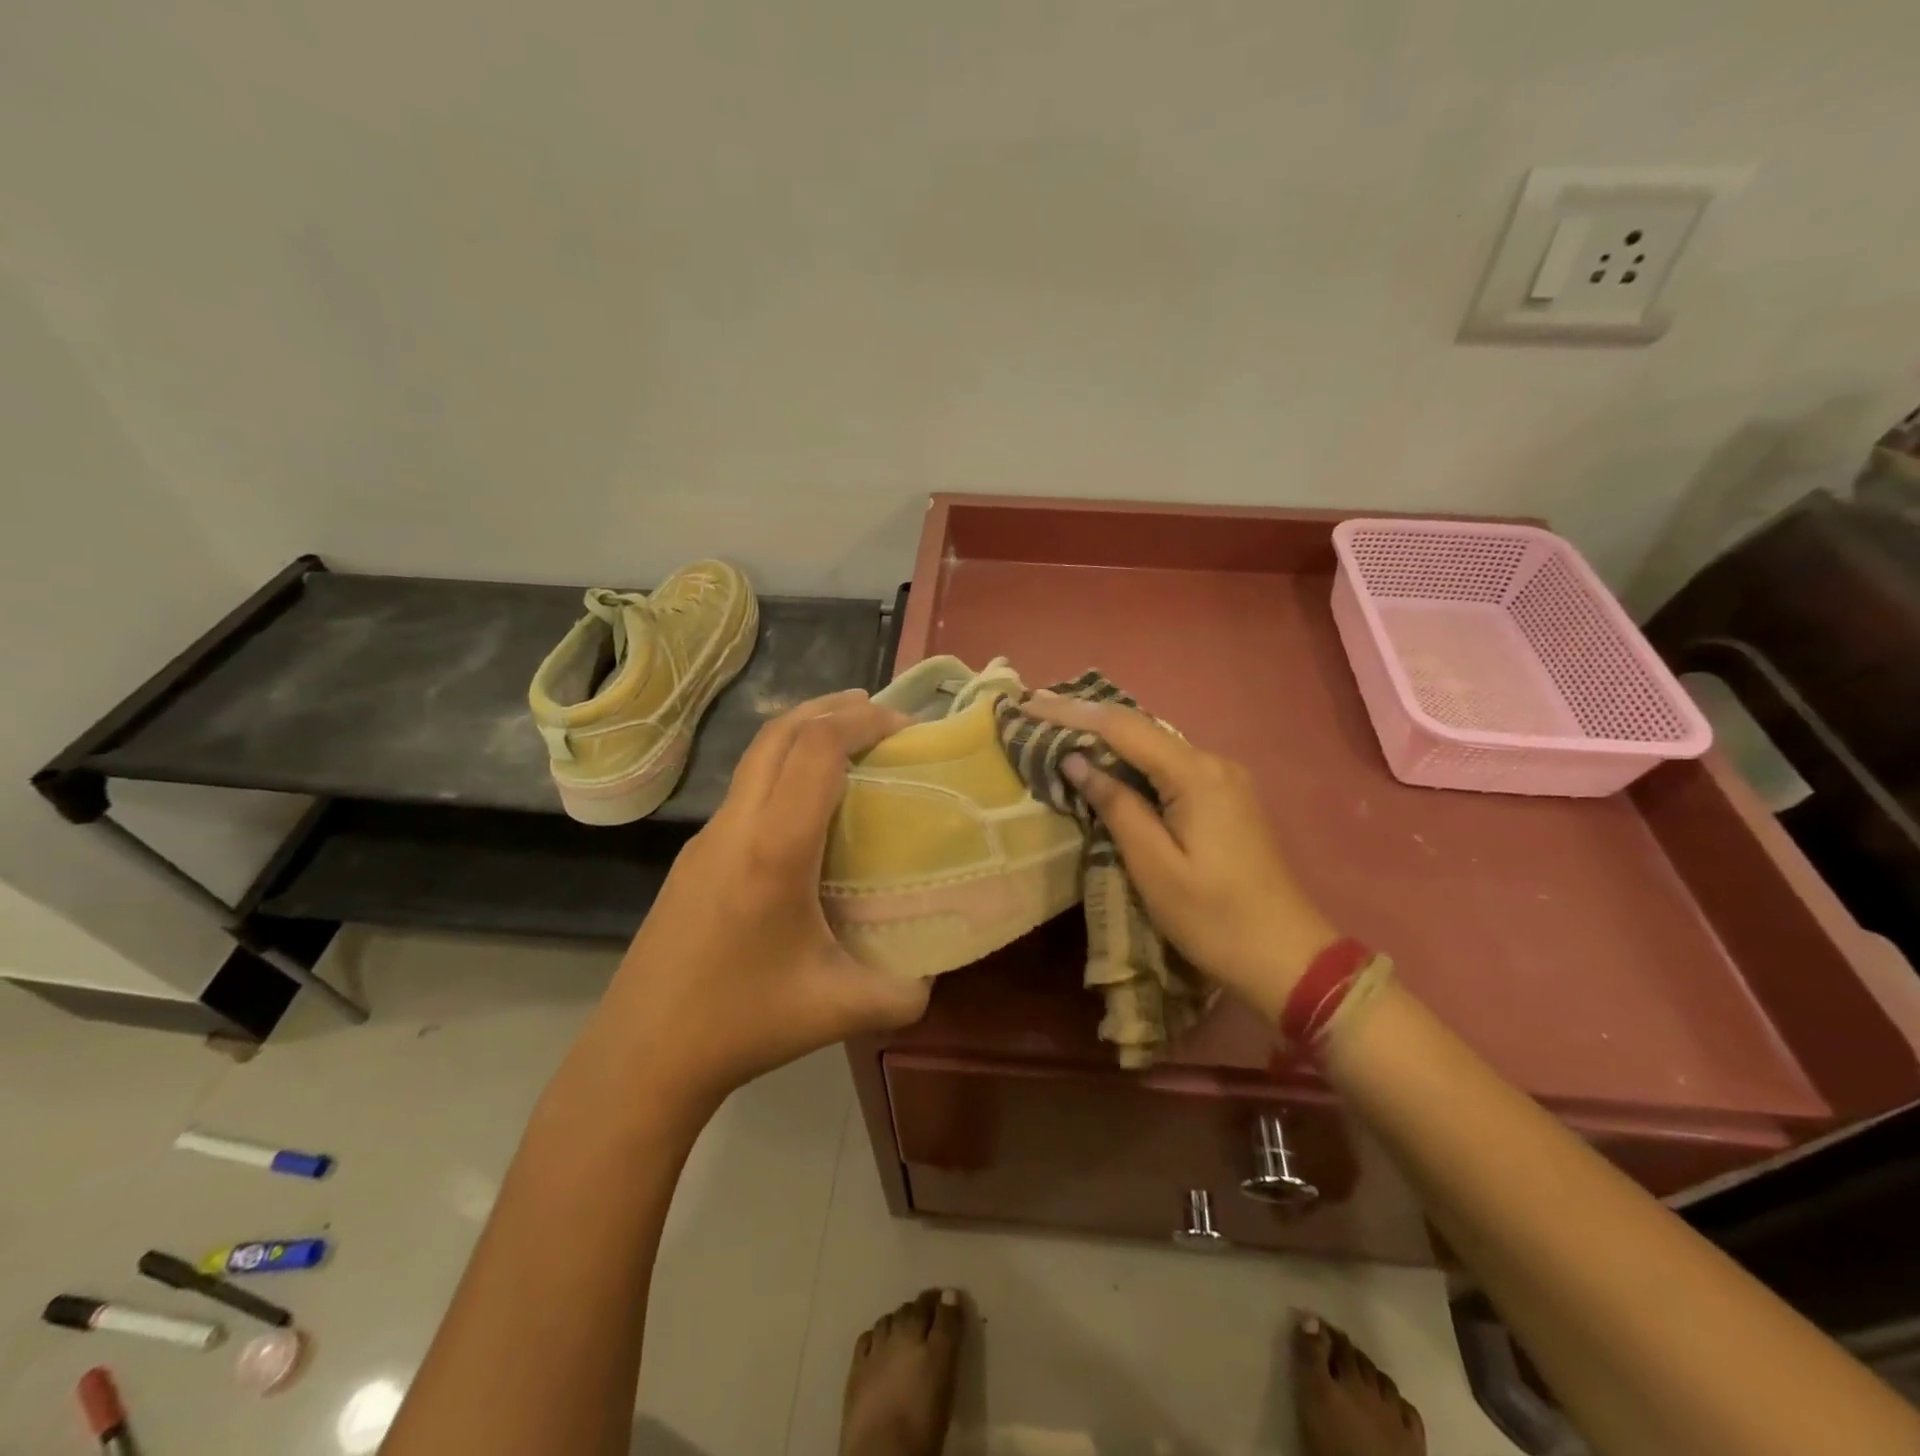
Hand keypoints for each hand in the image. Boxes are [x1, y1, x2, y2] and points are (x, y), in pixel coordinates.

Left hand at [593, 689, 930, 1110]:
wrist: (641, 1055)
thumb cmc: (742, 1023)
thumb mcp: (840, 1009)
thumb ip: (904, 990)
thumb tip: (936, 971)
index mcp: (774, 849)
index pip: (818, 748)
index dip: (864, 722)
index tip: (906, 727)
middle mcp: (736, 826)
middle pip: (781, 732)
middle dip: (834, 708)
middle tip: (883, 714)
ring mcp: (706, 837)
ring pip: (757, 755)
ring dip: (805, 733)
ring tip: (850, 743)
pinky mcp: (693, 855)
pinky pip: (746, 787)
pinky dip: (784, 766)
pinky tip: (808, 806)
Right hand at [1024, 694, 1337, 1021]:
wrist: (1288, 957)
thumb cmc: (1215, 918)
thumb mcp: (1155, 867)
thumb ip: (1116, 807)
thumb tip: (1077, 761)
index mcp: (1197, 775)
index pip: (1122, 728)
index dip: (1071, 713)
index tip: (1029, 706)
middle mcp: (1214, 762)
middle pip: (1139, 729)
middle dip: (1086, 718)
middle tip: (1036, 712)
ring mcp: (1225, 779)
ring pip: (1154, 746)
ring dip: (1107, 738)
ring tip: (1059, 729)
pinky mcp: (1226, 798)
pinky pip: (1169, 766)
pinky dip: (1132, 761)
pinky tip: (1106, 762)